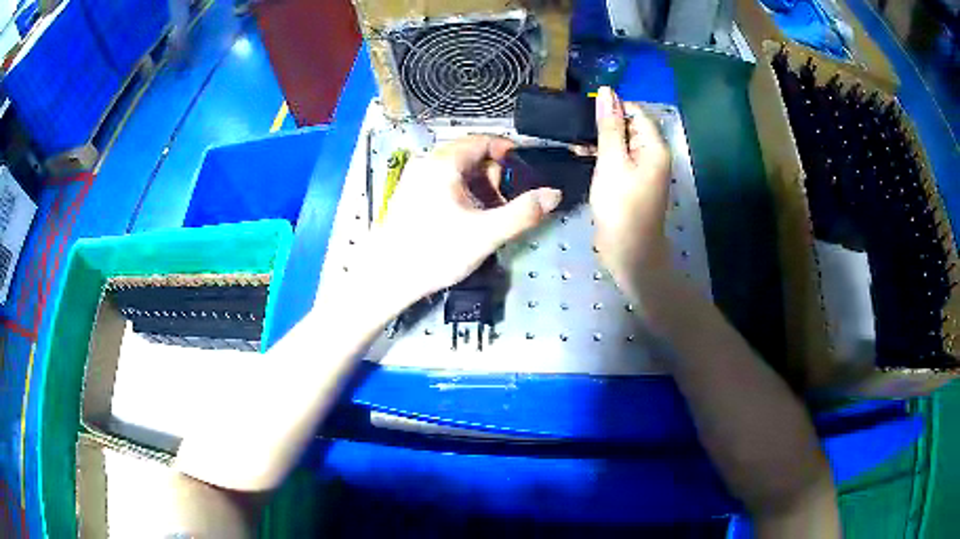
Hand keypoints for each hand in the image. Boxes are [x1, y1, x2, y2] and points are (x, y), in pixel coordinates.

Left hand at [366, 135, 561, 301]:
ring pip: (457, 173)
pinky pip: (443, 185)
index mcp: (444, 162)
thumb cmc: (434, 252)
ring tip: (488, 218)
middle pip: (471, 157)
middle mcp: (427, 163)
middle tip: (505, 205)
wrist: (385, 278)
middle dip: (494, 177)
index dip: (508, 152)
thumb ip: (523, 213)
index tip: (526, 172)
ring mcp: (415, 179)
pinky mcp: (409, 197)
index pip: (483, 141)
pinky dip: (461, 196)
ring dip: (479, 189)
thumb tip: (553, 194)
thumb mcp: (485, 234)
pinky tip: (466, 222)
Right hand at [589, 87, 671, 278]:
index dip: (612, 107)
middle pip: (629, 126)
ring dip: (600, 141)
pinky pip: (619, 159)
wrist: (629, 252)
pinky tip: (582, 157)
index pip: (635, 111)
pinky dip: (603, 156)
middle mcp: (653, 154)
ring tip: (575, 145)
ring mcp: (644, 169)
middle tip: (575, 131)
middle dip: (604, 125)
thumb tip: (606, 91)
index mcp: (654, 146)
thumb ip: (609, 125)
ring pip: (621, 143)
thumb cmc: (621, 206)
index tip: (584, 113)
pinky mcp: (633, 182)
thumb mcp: (612, 161)